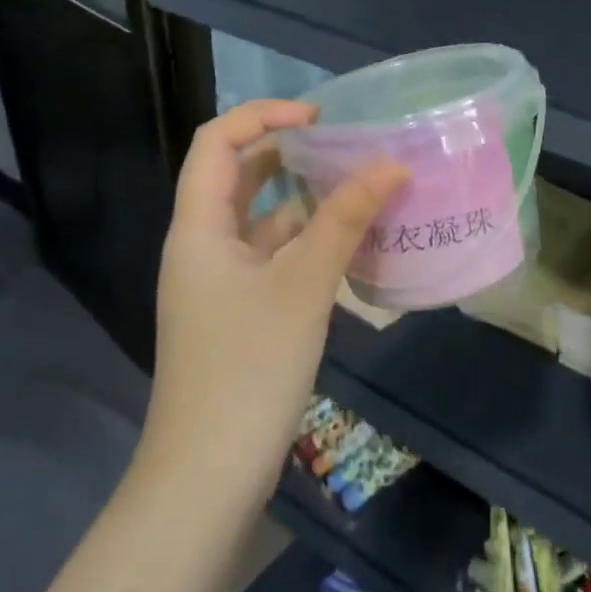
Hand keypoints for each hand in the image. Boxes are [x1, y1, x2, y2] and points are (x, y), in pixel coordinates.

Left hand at [142, 100, 407, 499]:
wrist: (208, 476)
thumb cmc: (249, 369)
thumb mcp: (304, 286)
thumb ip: (346, 220)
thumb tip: (391, 165)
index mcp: (199, 228)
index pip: (217, 143)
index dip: (263, 116)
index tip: (319, 117)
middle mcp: (202, 247)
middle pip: (238, 177)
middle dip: (289, 153)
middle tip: (345, 146)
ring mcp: (219, 284)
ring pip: (260, 220)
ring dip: (304, 199)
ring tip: (359, 185)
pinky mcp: (239, 313)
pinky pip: (272, 257)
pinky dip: (307, 241)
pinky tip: (349, 243)